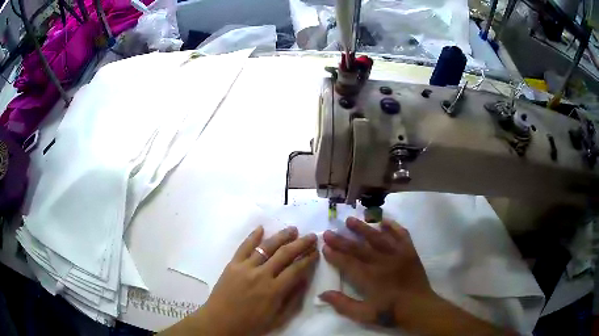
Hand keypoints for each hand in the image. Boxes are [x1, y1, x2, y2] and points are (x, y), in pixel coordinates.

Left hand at [192, 226, 318, 335]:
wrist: (220, 322)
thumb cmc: (251, 324)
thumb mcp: (278, 318)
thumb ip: (293, 299)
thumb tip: (304, 280)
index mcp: (274, 290)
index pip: (296, 269)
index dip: (308, 259)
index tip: (316, 251)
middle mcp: (262, 275)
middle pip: (285, 254)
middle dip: (300, 243)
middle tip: (310, 236)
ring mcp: (245, 267)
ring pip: (266, 247)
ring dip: (281, 236)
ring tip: (292, 230)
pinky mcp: (232, 264)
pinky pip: (244, 247)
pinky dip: (253, 236)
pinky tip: (261, 228)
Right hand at [320, 217, 434, 328]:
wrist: (419, 307)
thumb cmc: (391, 312)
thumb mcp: (364, 314)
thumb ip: (343, 304)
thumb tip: (322, 294)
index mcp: (370, 278)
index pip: (348, 263)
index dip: (335, 255)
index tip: (324, 247)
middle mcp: (382, 262)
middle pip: (359, 248)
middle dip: (342, 240)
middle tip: (329, 232)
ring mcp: (398, 255)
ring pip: (378, 238)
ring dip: (363, 228)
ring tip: (351, 220)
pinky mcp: (410, 252)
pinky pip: (401, 235)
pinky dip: (393, 227)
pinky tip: (385, 221)